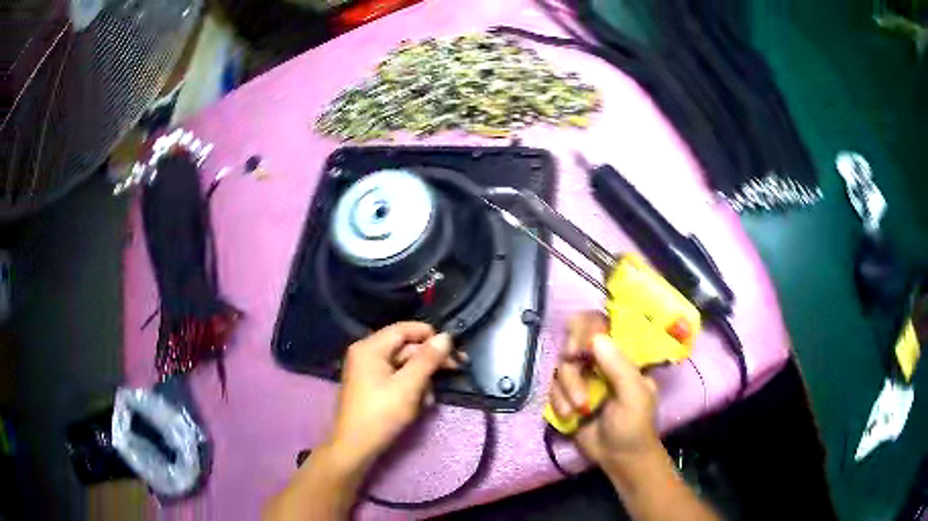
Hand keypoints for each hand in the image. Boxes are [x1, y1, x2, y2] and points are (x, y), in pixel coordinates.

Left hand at [328, 322, 457, 472]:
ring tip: (429, 400)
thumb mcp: (408, 386)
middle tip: (457, 369)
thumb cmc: (381, 414)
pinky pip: (397, 379)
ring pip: (404, 366)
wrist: (356, 447)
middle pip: (405, 348)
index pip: (404, 329)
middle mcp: (367, 354)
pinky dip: (411, 388)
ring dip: (422, 379)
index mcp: (370, 348)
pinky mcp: (372, 387)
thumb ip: (427, 359)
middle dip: (429, 362)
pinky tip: (420, 405)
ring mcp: (368, 371)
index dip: (429, 335)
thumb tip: (446, 336)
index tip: (453, 348)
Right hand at [549, 312, 661, 470]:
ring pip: (561, 367)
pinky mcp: (567, 396)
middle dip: (572, 362)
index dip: (586, 329)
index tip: (580, 347)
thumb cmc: (635, 425)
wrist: (618, 458)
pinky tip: (569, 416)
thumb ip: (618, 367)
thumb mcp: (634, 396)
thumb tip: (596, 337)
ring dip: (567, 389)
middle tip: (573, 369)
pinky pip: (553, 388)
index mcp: (621, 355)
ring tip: (579, 410)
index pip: (601, 326)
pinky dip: (558, 401)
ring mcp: (582, 378)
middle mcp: (600, 361)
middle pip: (574, 343)